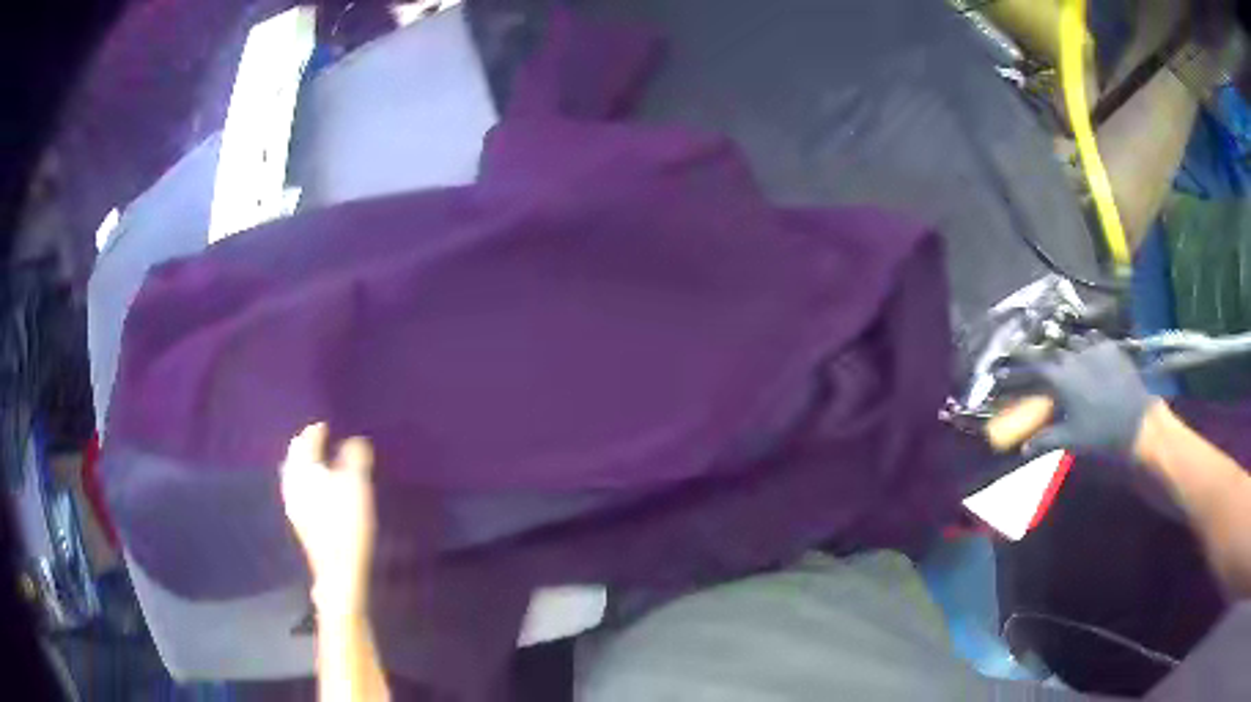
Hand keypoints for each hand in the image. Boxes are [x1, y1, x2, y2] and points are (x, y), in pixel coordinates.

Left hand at [281, 423, 376, 615]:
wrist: (338, 569)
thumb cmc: (346, 522)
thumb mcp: (356, 484)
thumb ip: (355, 457)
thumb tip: (354, 439)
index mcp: (302, 468)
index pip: (306, 440)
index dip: (318, 431)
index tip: (329, 425)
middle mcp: (292, 482)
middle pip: (296, 456)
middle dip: (308, 446)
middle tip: (324, 441)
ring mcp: (293, 503)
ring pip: (295, 474)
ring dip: (307, 465)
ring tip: (323, 463)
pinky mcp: (300, 521)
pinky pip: (299, 490)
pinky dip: (308, 482)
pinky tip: (320, 490)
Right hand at [1010, 341, 1160, 458]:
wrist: (1136, 421)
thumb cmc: (1099, 434)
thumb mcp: (1070, 440)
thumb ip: (1045, 440)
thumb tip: (1023, 448)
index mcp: (1060, 378)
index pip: (1032, 366)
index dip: (1018, 364)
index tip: (1005, 362)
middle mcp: (1073, 356)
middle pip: (1053, 351)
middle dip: (1045, 356)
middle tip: (1044, 366)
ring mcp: (1093, 348)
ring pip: (1073, 342)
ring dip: (1068, 350)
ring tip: (1070, 360)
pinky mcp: (1110, 347)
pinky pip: (1094, 340)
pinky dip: (1088, 346)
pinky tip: (1090, 356)